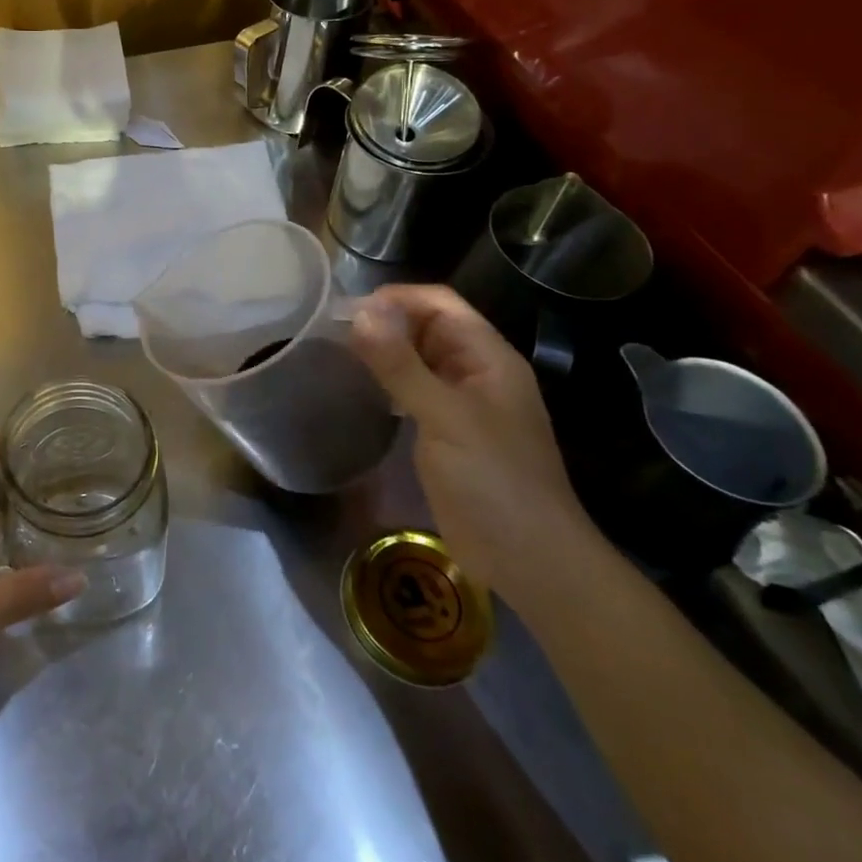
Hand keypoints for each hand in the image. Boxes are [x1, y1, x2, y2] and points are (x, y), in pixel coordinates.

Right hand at [351, 285, 594, 602]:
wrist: (530, 562)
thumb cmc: (494, 481)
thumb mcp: (445, 417)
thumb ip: (400, 365)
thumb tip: (357, 313)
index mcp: (489, 358)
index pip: (440, 303)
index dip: (396, 299)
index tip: (347, 310)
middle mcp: (476, 373)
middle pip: (428, 327)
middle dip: (385, 322)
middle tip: (332, 332)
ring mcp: (462, 404)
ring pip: (418, 359)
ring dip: (383, 351)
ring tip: (337, 354)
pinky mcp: (447, 433)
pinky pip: (413, 392)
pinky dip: (387, 382)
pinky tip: (360, 389)